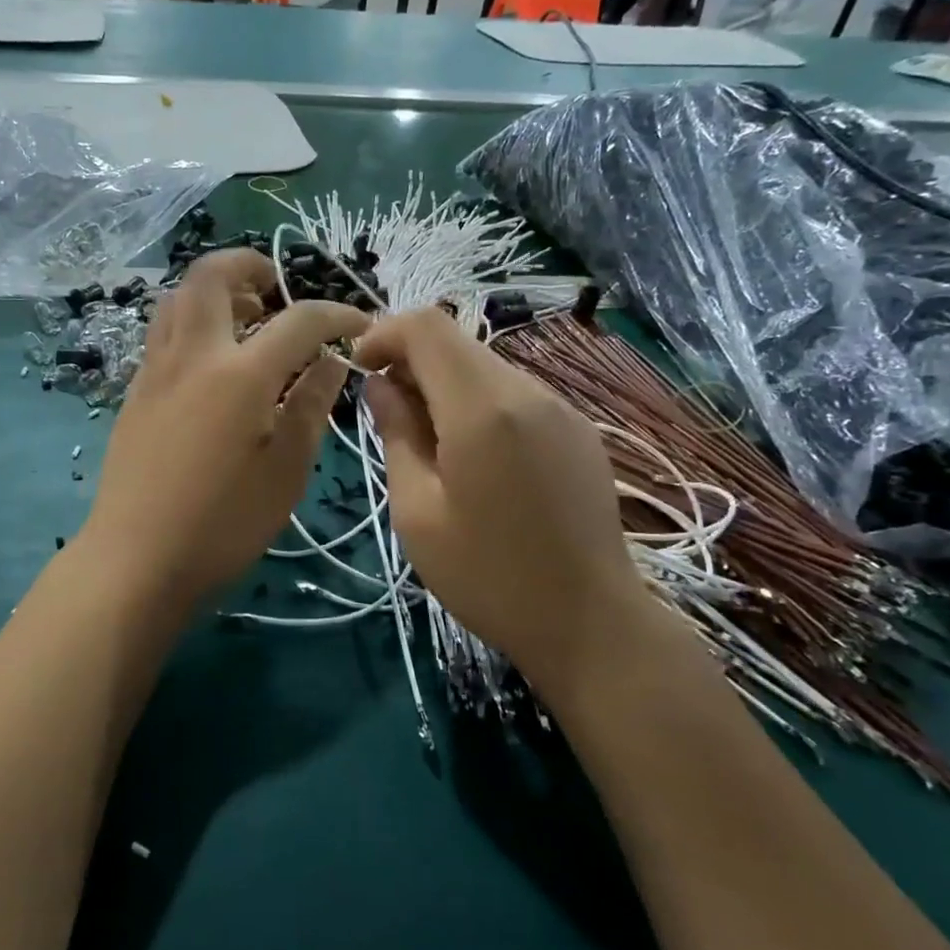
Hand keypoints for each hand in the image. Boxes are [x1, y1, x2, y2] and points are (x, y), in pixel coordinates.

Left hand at [82, 250, 368, 608]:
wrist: (135, 559)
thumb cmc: (222, 525)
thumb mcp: (285, 472)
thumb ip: (310, 406)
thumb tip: (330, 360)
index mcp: (240, 375)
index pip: (298, 319)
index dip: (336, 314)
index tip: (359, 325)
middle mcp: (193, 355)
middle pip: (213, 274)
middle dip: (252, 265)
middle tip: (280, 290)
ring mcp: (155, 368)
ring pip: (178, 296)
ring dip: (216, 289)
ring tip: (245, 317)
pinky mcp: (135, 389)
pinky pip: (163, 329)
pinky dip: (192, 319)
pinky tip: (212, 359)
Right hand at [355, 308, 647, 685]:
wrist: (590, 623)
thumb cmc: (489, 576)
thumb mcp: (418, 512)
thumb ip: (396, 434)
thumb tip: (380, 385)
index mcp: (482, 409)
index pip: (426, 327)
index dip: (383, 333)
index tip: (359, 370)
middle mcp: (527, 391)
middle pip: (456, 342)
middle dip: (410, 360)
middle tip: (386, 412)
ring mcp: (560, 407)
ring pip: (484, 366)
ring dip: (443, 383)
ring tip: (426, 440)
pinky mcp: (577, 428)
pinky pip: (514, 393)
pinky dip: (477, 401)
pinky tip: (472, 454)